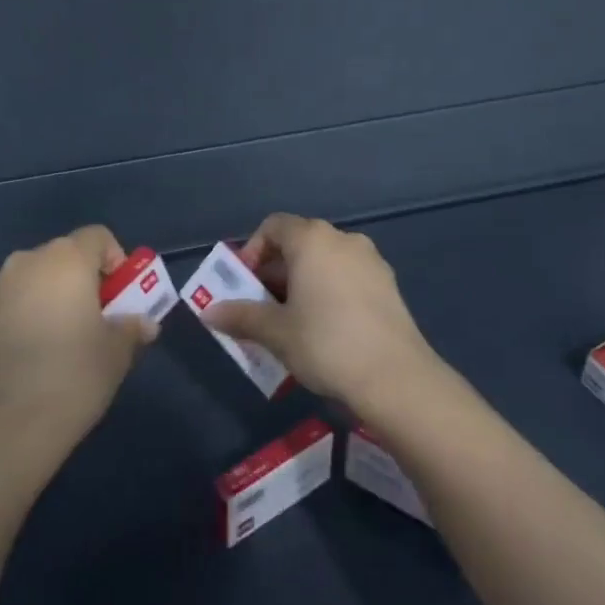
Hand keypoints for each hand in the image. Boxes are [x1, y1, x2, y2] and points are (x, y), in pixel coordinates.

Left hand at [0, 225, 157, 456]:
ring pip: (36, 278)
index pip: (97, 236)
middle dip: (84, 278)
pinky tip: (36, 354)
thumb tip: (144, 324)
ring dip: (54, 295)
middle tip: (98, 317)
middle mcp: (28, 262)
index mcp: (66, 259)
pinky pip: (14, 303)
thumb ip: (132, 328)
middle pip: (65, 255)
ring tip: (65, 337)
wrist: (8, 426)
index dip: (115, 260)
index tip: (121, 295)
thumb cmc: (74, 375)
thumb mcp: (117, 352)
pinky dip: (29, 315)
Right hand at [200, 213, 436, 414]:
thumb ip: (241, 317)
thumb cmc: (326, 343)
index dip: (252, 251)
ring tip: (292, 322)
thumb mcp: (276, 333)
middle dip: (275, 272)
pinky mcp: (388, 284)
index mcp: (312, 239)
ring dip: (302, 283)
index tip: (245, 284)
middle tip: (262, 308)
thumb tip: (208, 313)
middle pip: (299, 243)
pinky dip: (329, 291)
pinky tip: (326, 329)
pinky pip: (347, 277)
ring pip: (324, 261)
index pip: (273, 226)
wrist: (396, 377)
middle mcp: (342, 239)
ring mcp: (370, 260)